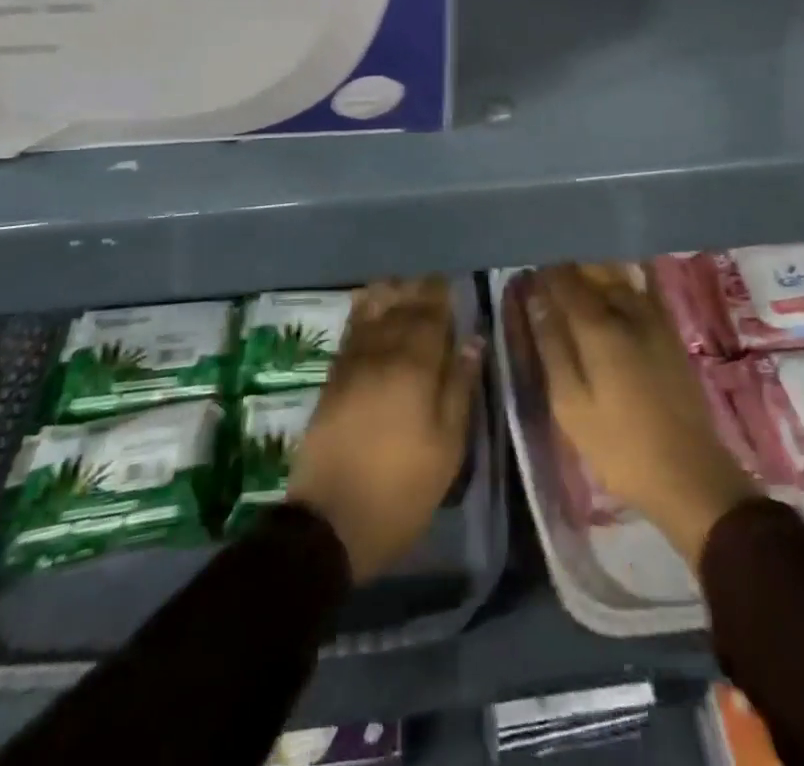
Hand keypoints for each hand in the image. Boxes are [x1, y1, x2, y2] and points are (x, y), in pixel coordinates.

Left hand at [287, 276, 482, 582]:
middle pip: (401, 309)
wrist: (330, 522)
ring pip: (372, 313)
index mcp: (415, 367)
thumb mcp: (447, 447)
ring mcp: (352, 363)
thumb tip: (474, 340)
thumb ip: (460, 387)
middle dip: (418, 291)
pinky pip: (351, 330)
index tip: (451, 283)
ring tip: (403, 285)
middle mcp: (382, 354)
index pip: (430, 316)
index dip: (441, 296)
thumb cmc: (401, 489)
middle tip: (432, 282)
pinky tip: (369, 305)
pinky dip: (363, 311)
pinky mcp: (332, 378)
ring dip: (389, 294)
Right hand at [520, 263, 754, 566]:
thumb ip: (552, 347)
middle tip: (546, 271)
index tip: (526, 270)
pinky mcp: (670, 332)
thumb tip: (535, 301)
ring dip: (594, 268)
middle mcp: (628, 311)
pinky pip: (643, 290)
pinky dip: (624, 280)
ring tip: (573, 273)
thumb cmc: (620, 446)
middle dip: (568, 264)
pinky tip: (615, 282)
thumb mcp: (571, 405)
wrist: (691, 476)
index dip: (543, 272)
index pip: (564, 281)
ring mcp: (655, 319)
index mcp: (599, 327)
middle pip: (594, 270)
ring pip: (620, 276)